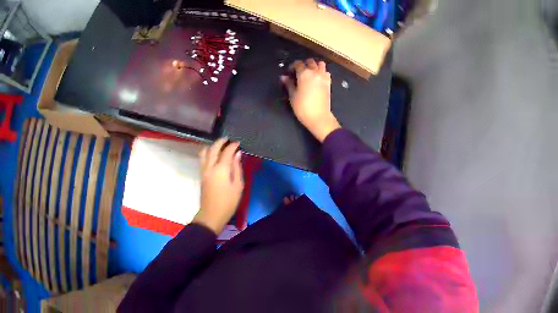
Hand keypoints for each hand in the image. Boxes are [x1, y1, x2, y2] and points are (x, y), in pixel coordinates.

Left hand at [193, 138, 243, 233]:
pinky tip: (212, 155)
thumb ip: (237, 168)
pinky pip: (202, 159)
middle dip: (220, 142)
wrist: (212, 214)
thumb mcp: (238, 186)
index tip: (238, 143)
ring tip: (218, 145)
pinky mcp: (201, 175)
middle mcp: (210, 167)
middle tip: (227, 139)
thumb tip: (237, 154)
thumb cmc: (228, 202)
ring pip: (204, 152)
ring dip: (211, 146)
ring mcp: (203, 170)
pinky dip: (207, 153)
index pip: (226, 152)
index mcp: (221, 169)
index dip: (232, 146)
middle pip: (213, 149)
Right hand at [281, 58, 340, 141]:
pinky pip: (326, 72)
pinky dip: (322, 72)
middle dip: (304, 64)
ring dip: (314, 65)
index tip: (289, 73)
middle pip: (310, 62)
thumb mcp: (292, 95)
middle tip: (299, 72)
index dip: (292, 66)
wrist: (319, 117)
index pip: (297, 64)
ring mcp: (323, 77)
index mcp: (304, 74)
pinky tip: (317, 78)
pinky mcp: (329, 83)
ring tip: (309, 73)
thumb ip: (288, 84)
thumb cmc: (303, 107)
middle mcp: (314, 72)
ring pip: (320, 64)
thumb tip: (283, 77)